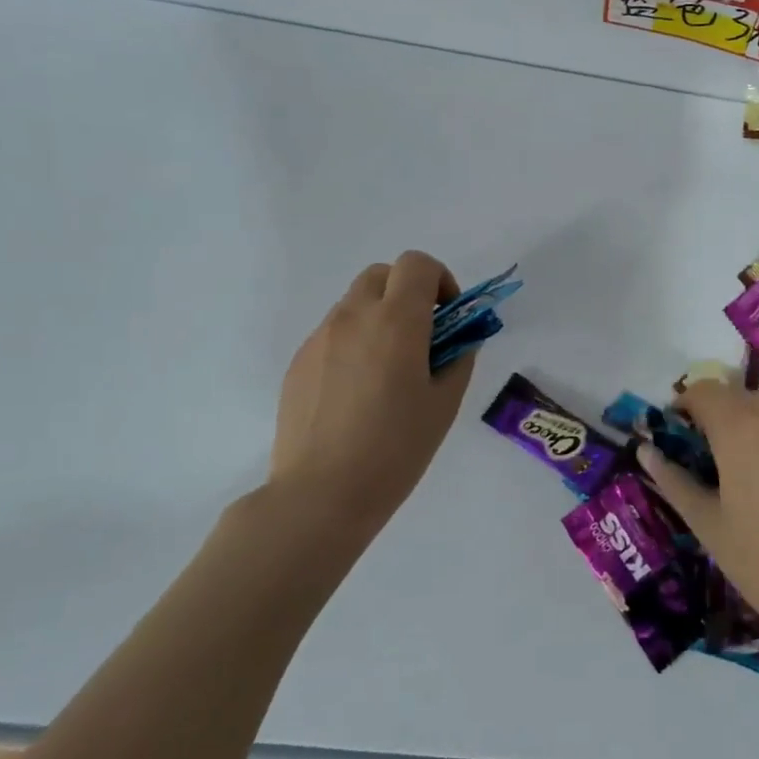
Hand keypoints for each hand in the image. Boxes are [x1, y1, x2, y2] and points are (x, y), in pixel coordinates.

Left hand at [265, 250, 475, 547]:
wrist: (321, 493)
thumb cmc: (396, 448)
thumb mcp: (444, 403)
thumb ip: (459, 357)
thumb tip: (459, 339)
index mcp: (396, 321)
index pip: (416, 264)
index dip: (439, 280)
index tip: (448, 318)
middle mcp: (353, 317)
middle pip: (381, 274)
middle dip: (407, 292)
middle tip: (422, 338)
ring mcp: (320, 338)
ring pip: (354, 304)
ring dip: (379, 318)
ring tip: (388, 372)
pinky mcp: (298, 363)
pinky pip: (333, 334)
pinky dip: (354, 343)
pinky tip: (358, 394)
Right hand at [636, 380, 758, 650]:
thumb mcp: (706, 523)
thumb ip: (673, 480)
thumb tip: (645, 451)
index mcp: (738, 428)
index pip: (703, 390)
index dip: (682, 405)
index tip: (673, 435)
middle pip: (735, 394)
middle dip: (713, 412)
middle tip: (700, 453)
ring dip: (744, 421)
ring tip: (734, 466)